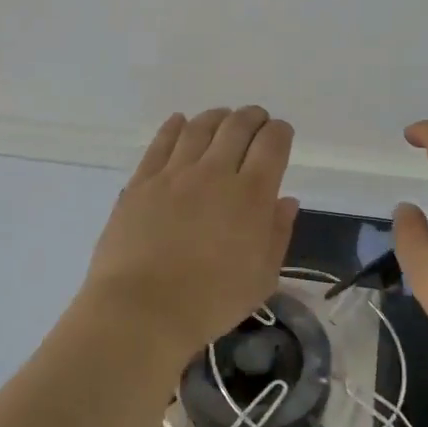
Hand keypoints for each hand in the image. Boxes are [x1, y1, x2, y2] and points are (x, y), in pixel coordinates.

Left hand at [82, 107, 299, 365]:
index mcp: (252, 196)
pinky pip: (161, 142)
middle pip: (237, 127)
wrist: (141, 309)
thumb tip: (286, 201)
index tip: (281, 133)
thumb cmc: (210, 302)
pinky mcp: (142, 181)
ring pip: (199, 128)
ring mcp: (174, 174)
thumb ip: (277, 234)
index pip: (272, 145)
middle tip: (256, 119)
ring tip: (222, 117)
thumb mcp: (261, 278)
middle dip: (252, 117)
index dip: (280, 132)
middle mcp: (215, 173)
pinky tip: (180, 122)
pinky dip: (175, 126)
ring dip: (217, 117)